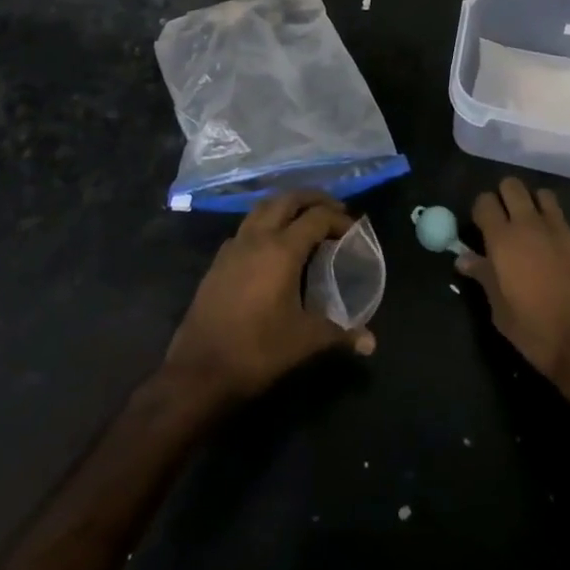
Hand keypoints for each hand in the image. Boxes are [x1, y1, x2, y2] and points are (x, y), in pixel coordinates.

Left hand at [165, 190, 375, 403]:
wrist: (199, 371)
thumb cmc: (257, 351)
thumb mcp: (303, 342)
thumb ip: (339, 334)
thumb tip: (370, 342)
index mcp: (282, 249)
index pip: (317, 217)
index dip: (339, 218)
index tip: (353, 229)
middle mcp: (258, 237)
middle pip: (288, 199)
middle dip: (313, 199)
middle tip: (333, 209)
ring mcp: (234, 245)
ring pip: (263, 207)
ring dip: (286, 205)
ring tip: (304, 218)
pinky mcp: (219, 260)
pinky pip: (247, 226)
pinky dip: (265, 222)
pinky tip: (271, 244)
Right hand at [458, 177, 569, 387]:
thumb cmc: (535, 332)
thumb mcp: (500, 311)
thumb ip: (483, 276)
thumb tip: (464, 258)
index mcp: (503, 239)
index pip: (484, 201)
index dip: (482, 210)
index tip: (483, 226)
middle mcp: (531, 224)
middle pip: (512, 185)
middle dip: (507, 196)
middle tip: (508, 221)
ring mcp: (563, 229)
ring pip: (544, 196)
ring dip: (537, 208)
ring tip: (537, 231)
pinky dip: (565, 238)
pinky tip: (569, 261)